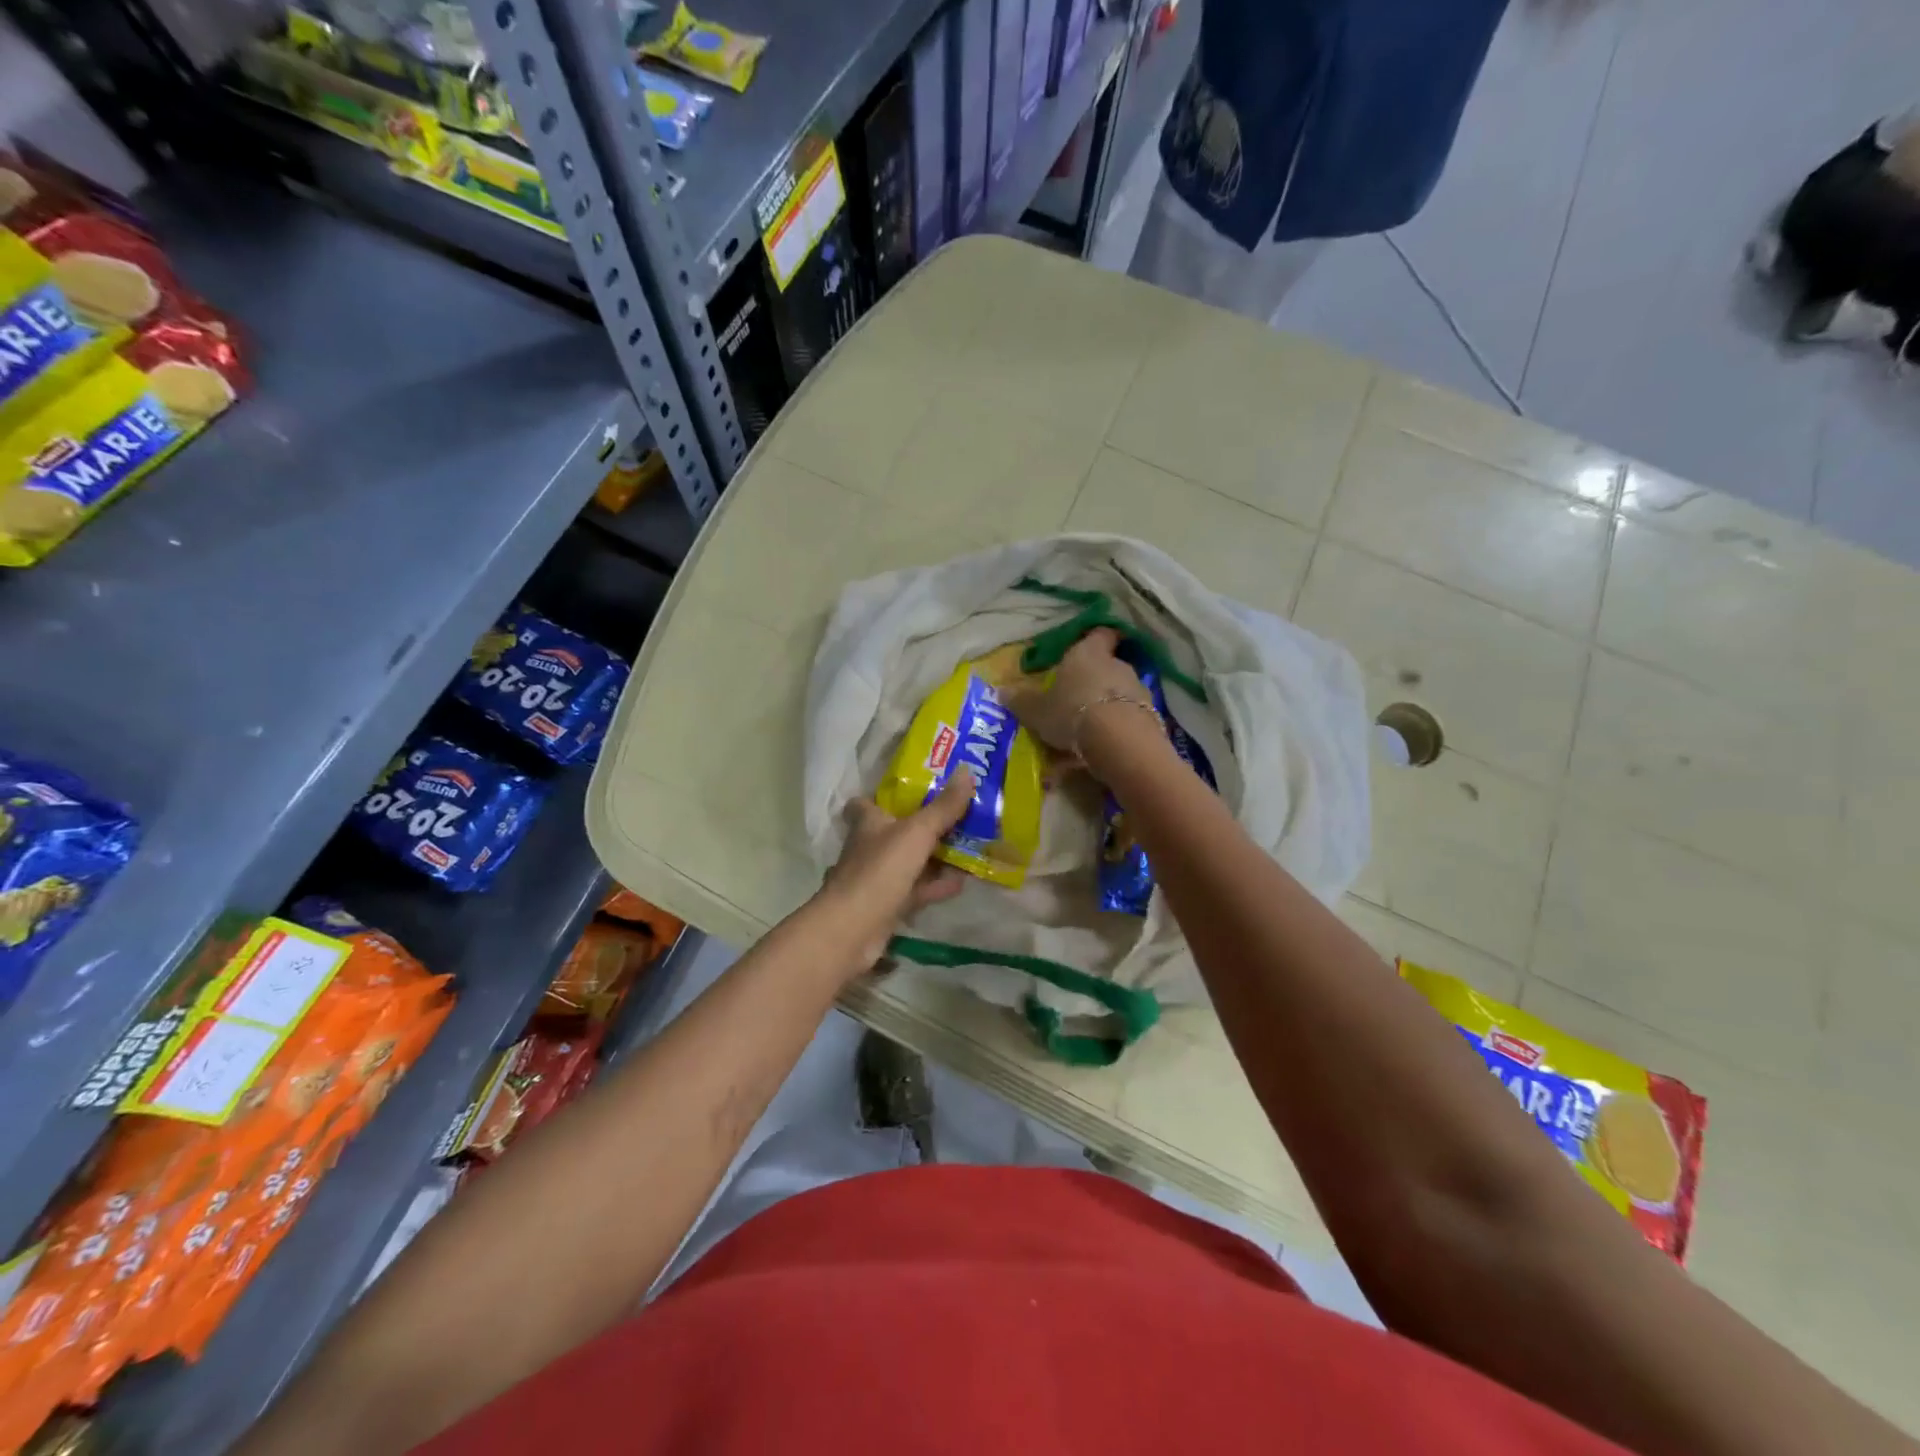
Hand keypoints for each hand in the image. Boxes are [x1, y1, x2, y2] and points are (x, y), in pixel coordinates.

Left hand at [816, 772, 973, 972]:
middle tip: (957, 816)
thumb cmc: (880, 870)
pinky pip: (916, 890)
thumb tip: (967, 771)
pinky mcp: (887, 906)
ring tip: (968, 847)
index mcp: (868, 823)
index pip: (865, 803)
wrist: (853, 929)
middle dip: (922, 826)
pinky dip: (937, 886)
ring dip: (935, 858)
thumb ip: (943, 807)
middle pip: (895, 832)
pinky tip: (961, 882)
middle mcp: (869, 848)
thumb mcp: (917, 832)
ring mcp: (877, 879)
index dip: (882, 796)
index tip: (911, 790)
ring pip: (909, 862)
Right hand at [1002, 628, 1152, 758]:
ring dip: (1109, 703)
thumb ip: (1022, 700)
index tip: (1091, 645)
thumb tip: (1001, 690)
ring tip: (1092, 727)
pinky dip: (1120, 724)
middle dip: (1096, 679)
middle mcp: (1117, 664)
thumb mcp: (1037, 710)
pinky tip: (1107, 743)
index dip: (1096, 638)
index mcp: (1088, 653)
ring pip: (1121, 691)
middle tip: (1079, 697)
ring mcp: (1138, 689)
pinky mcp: (1151, 714)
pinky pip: (1131, 714)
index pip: (1099, 634)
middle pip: (1109, 664)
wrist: (1118, 739)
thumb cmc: (1071, 712)